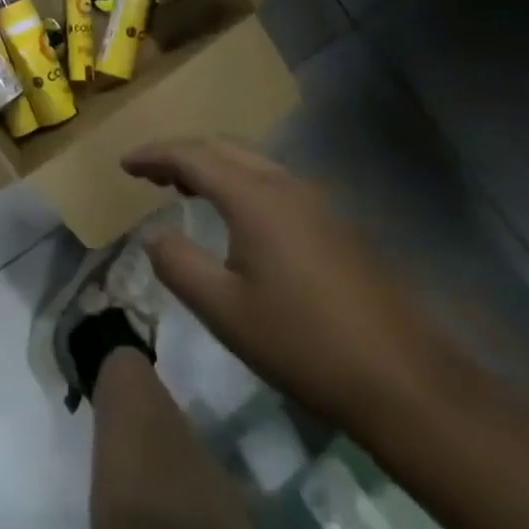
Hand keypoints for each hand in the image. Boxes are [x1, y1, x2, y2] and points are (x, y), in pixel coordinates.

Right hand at [124, 138, 459, 429]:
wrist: (404, 381)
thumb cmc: (303, 344)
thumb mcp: (224, 311)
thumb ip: (178, 265)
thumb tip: (153, 235)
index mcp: (253, 196)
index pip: (191, 155)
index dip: (153, 155)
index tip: (124, 164)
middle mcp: (285, 184)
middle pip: (222, 147)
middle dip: (181, 153)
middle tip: (149, 173)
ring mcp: (316, 201)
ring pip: (251, 161)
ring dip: (212, 165)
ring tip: (183, 188)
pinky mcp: (335, 223)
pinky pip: (272, 181)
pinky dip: (239, 182)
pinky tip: (236, 216)